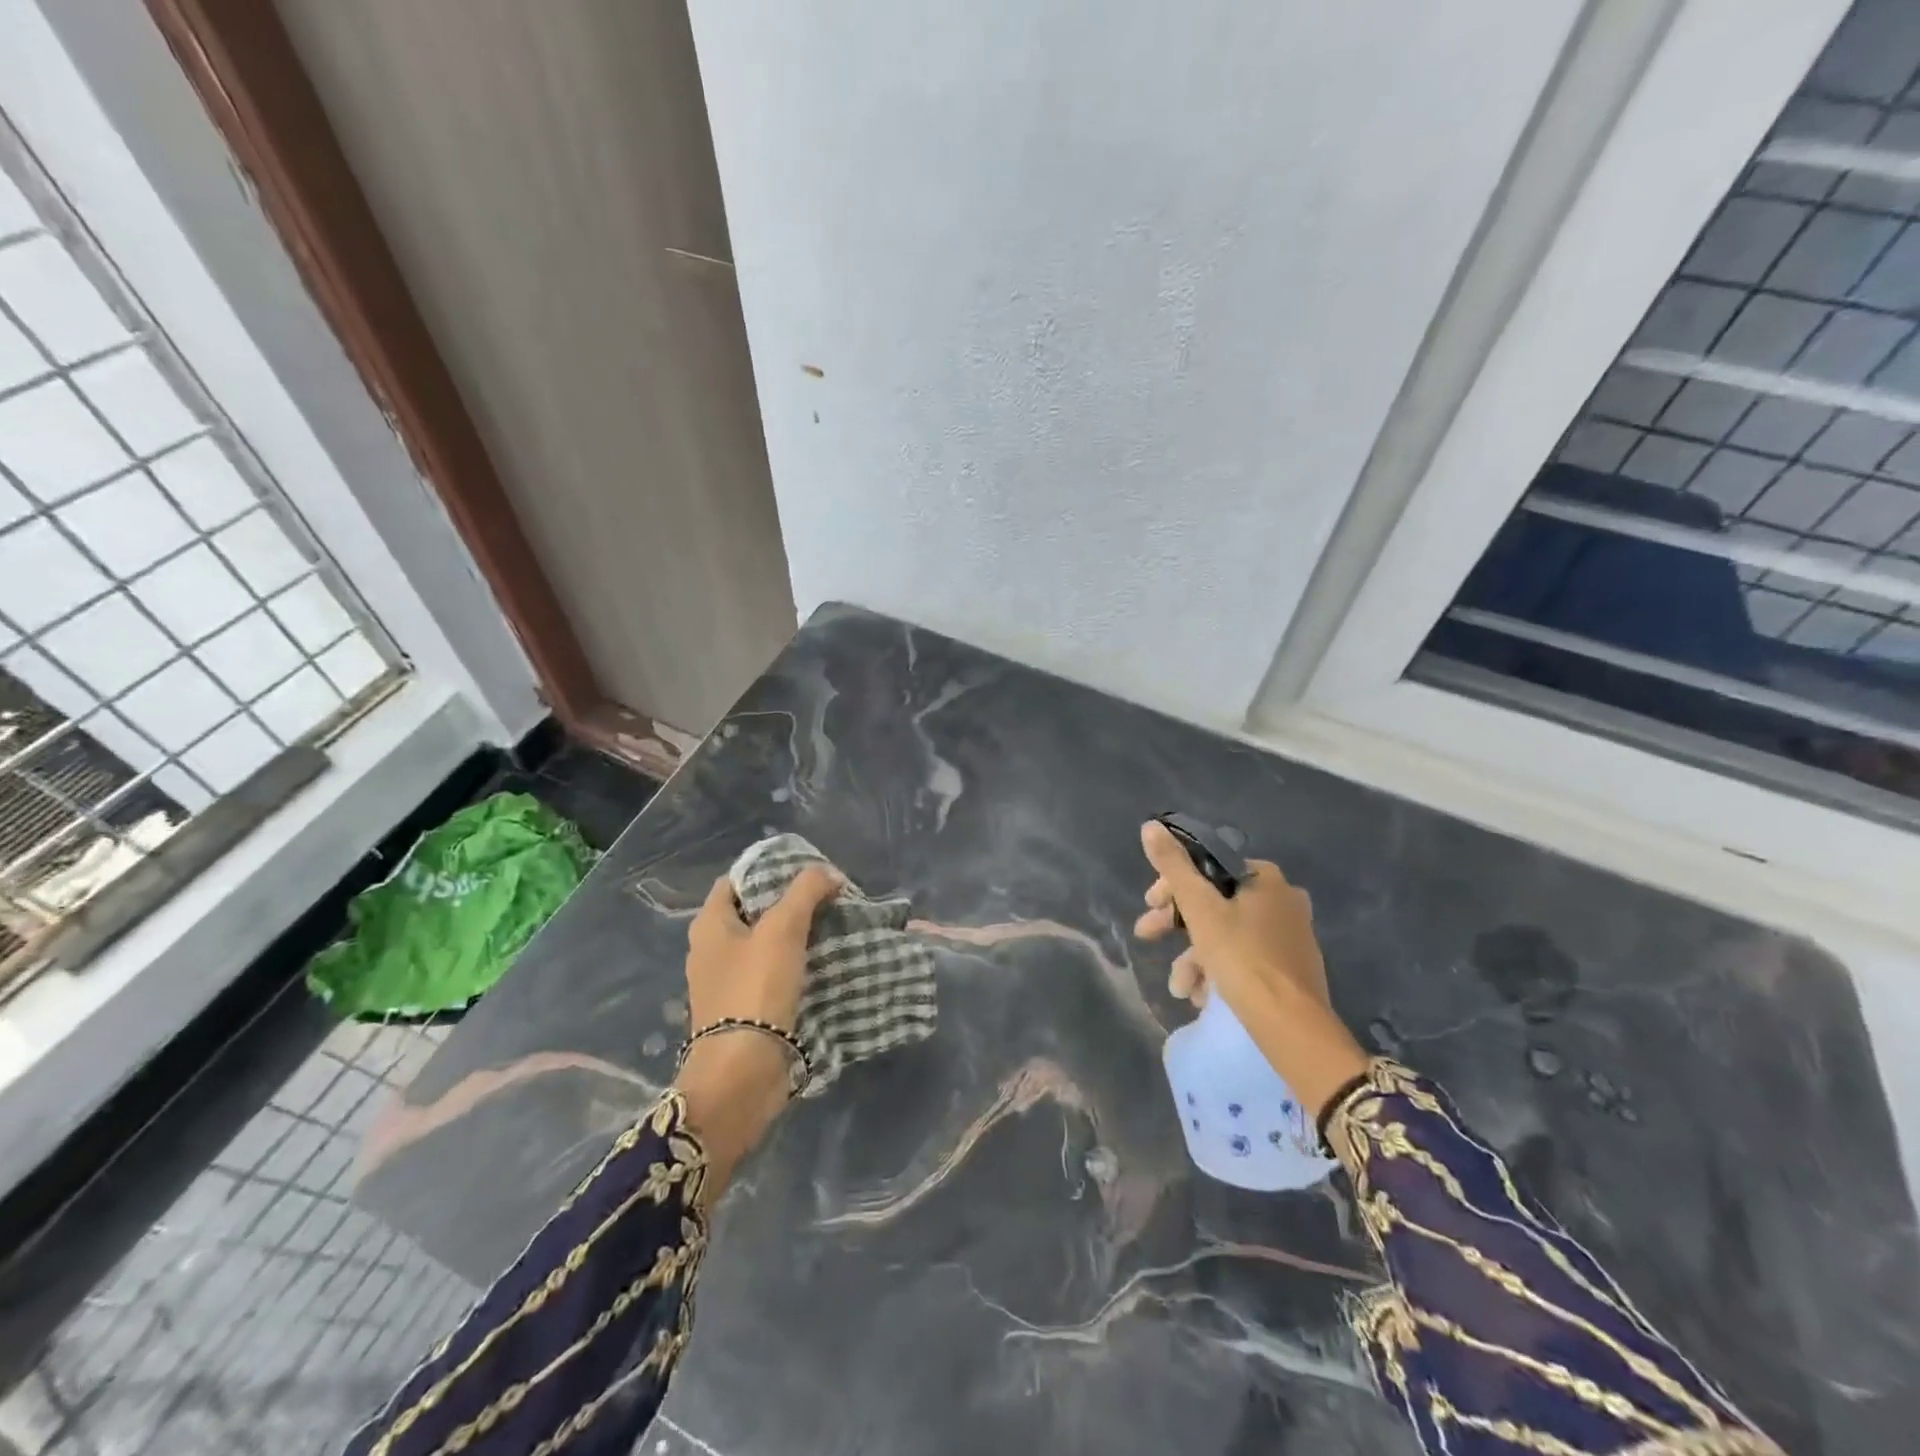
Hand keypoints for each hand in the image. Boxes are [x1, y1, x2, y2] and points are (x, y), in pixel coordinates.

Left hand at [674, 866, 842, 1202]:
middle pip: (753, 912)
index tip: (807, 871)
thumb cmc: (755, 989)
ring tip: (833, 926)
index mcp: (709, 924)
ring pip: (765, 945)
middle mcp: (711, 950)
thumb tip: (829, 872)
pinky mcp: (744, 1011)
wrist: (743, 1073)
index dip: (769, 870)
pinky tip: (823, 963)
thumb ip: (806, 891)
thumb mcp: (783, 928)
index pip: (736, 880)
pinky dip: (795, 966)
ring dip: (795, 936)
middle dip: (789, 903)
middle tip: (828, 897)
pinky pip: (772, 975)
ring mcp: (726, 983)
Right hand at [1134, 821, 1367, 1117]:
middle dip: (1177, 924)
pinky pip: (1243, 958)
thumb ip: (1173, 867)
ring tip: (1179, 987)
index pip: (1207, 867)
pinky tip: (1200, 996)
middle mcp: (1282, 900)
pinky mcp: (1289, 968)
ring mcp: (1289, 935)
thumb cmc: (1242, 958)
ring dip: (1193, 957)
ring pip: (1225, 934)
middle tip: (1147, 936)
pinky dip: (1217, 971)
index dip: (1172, 885)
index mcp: (1265, 878)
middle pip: (1214, 901)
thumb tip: (1151, 826)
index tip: (1150, 906)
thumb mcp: (1200, 908)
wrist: (1292, 1026)